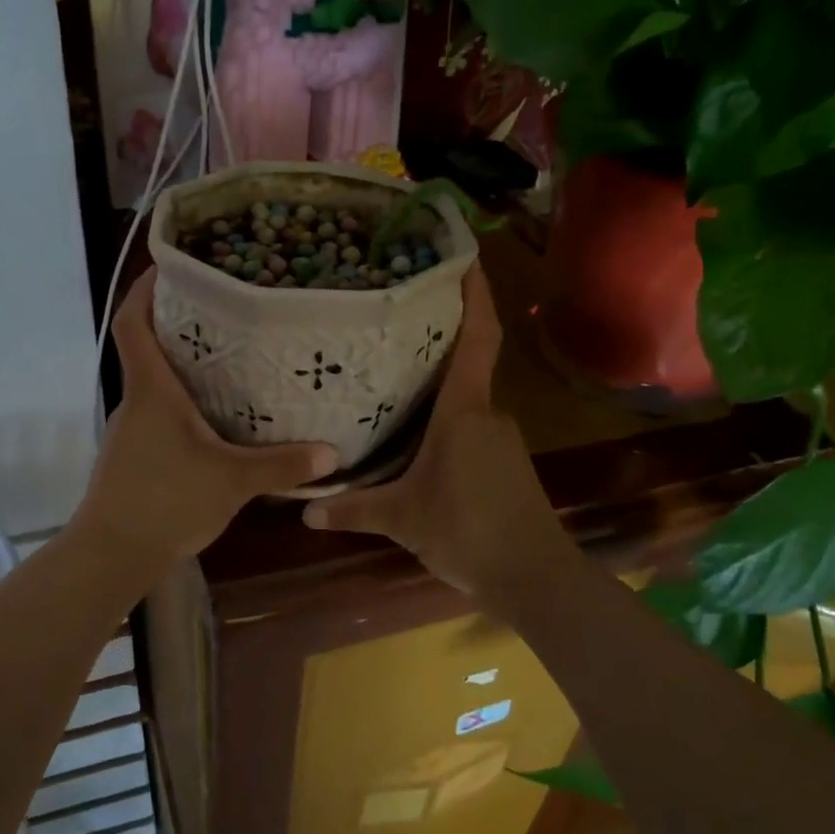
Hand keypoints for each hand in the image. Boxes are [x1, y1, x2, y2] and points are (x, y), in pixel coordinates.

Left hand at [79, 270, 337, 565]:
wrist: (112, 554)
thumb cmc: (166, 501)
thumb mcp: (232, 481)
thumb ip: (282, 466)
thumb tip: (333, 454)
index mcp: (151, 390)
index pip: (131, 322)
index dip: (143, 290)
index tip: (168, 267)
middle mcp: (135, 402)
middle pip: (146, 349)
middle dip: (176, 325)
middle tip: (221, 312)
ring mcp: (130, 431)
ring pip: (153, 385)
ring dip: (181, 369)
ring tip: (227, 362)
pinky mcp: (132, 456)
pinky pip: (157, 415)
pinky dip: (180, 405)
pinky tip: (212, 420)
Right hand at [302, 265, 579, 597]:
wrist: (532, 576)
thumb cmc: (466, 531)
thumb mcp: (401, 519)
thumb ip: (352, 510)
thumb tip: (302, 509)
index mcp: (463, 410)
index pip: (478, 337)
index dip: (475, 294)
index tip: (463, 256)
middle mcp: (486, 412)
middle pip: (465, 362)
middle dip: (437, 339)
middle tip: (394, 320)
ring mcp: (500, 437)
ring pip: (465, 399)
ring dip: (438, 386)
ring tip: (393, 375)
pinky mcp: (505, 461)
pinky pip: (470, 425)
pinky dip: (445, 419)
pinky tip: (416, 434)